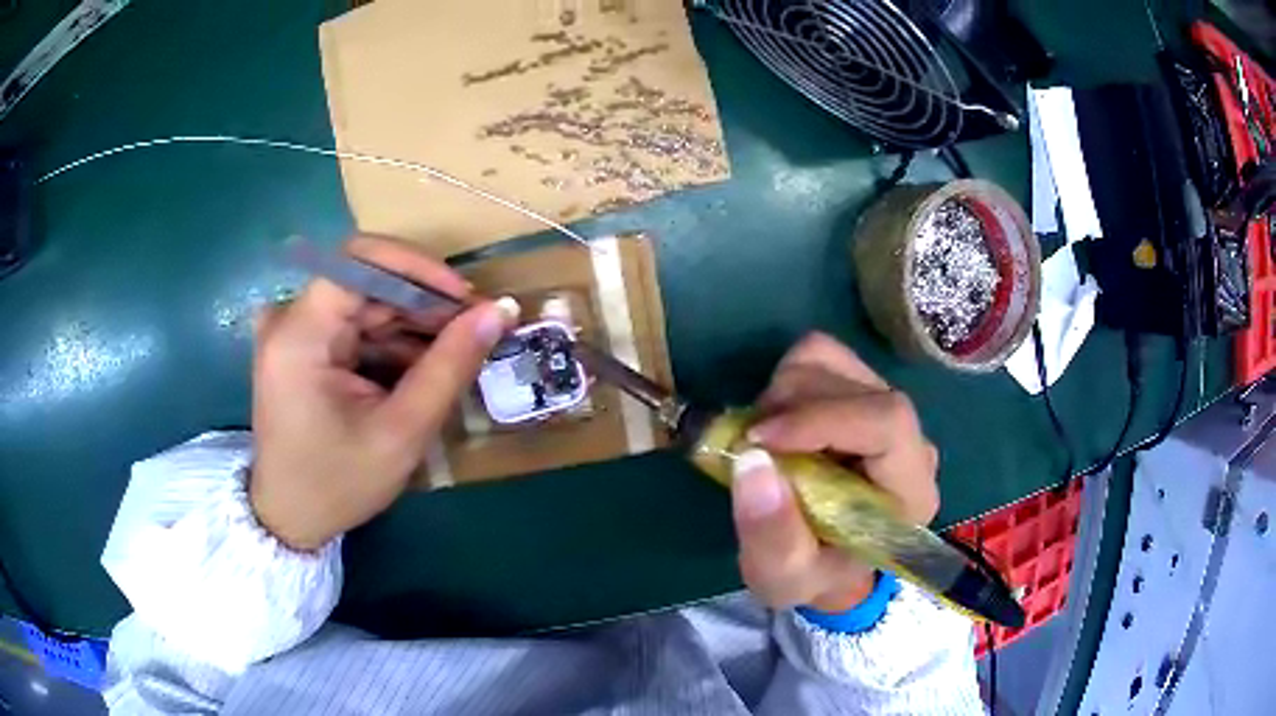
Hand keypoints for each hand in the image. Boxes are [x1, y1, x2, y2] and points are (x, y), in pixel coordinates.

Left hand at [249, 235, 517, 550]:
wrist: (290, 519)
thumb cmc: (339, 483)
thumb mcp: (402, 431)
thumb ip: (450, 366)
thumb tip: (500, 310)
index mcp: (299, 334)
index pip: (360, 259)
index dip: (418, 268)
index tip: (465, 299)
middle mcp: (289, 319)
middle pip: (366, 282)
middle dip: (423, 303)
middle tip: (473, 332)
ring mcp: (293, 331)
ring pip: (365, 303)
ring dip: (412, 325)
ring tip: (454, 357)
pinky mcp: (300, 346)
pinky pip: (354, 326)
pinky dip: (391, 342)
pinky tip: (420, 369)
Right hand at [731, 333, 939, 612]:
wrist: (828, 563)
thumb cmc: (813, 575)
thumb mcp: (784, 577)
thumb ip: (771, 534)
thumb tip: (751, 460)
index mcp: (910, 490)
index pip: (887, 422)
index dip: (821, 419)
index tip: (758, 440)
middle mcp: (910, 441)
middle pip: (858, 387)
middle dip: (791, 408)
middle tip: (747, 445)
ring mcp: (885, 409)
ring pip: (834, 361)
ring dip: (783, 393)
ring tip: (762, 439)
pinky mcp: (860, 392)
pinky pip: (820, 356)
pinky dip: (786, 379)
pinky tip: (776, 423)